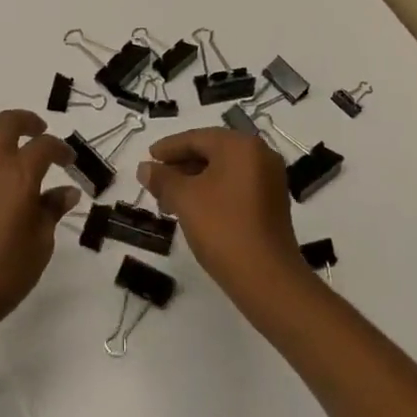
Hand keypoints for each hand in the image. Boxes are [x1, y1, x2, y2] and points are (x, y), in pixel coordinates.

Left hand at [0, 110, 78, 343]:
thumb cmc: (2, 273)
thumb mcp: (40, 245)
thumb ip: (52, 211)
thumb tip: (67, 193)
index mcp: (20, 173)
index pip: (45, 146)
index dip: (61, 150)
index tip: (69, 161)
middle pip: (8, 121)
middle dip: (27, 122)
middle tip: (38, 133)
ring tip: (1, 148)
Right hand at [137, 128, 310, 308]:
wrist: (267, 278)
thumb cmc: (222, 228)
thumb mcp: (185, 200)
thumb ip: (162, 179)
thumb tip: (145, 168)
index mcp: (241, 145)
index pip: (197, 138)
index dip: (169, 147)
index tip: (148, 157)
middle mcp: (260, 153)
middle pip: (212, 151)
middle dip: (181, 166)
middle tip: (155, 181)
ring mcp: (270, 178)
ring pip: (223, 170)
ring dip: (195, 181)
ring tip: (169, 201)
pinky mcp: (272, 202)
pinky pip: (236, 185)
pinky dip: (213, 191)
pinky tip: (194, 209)